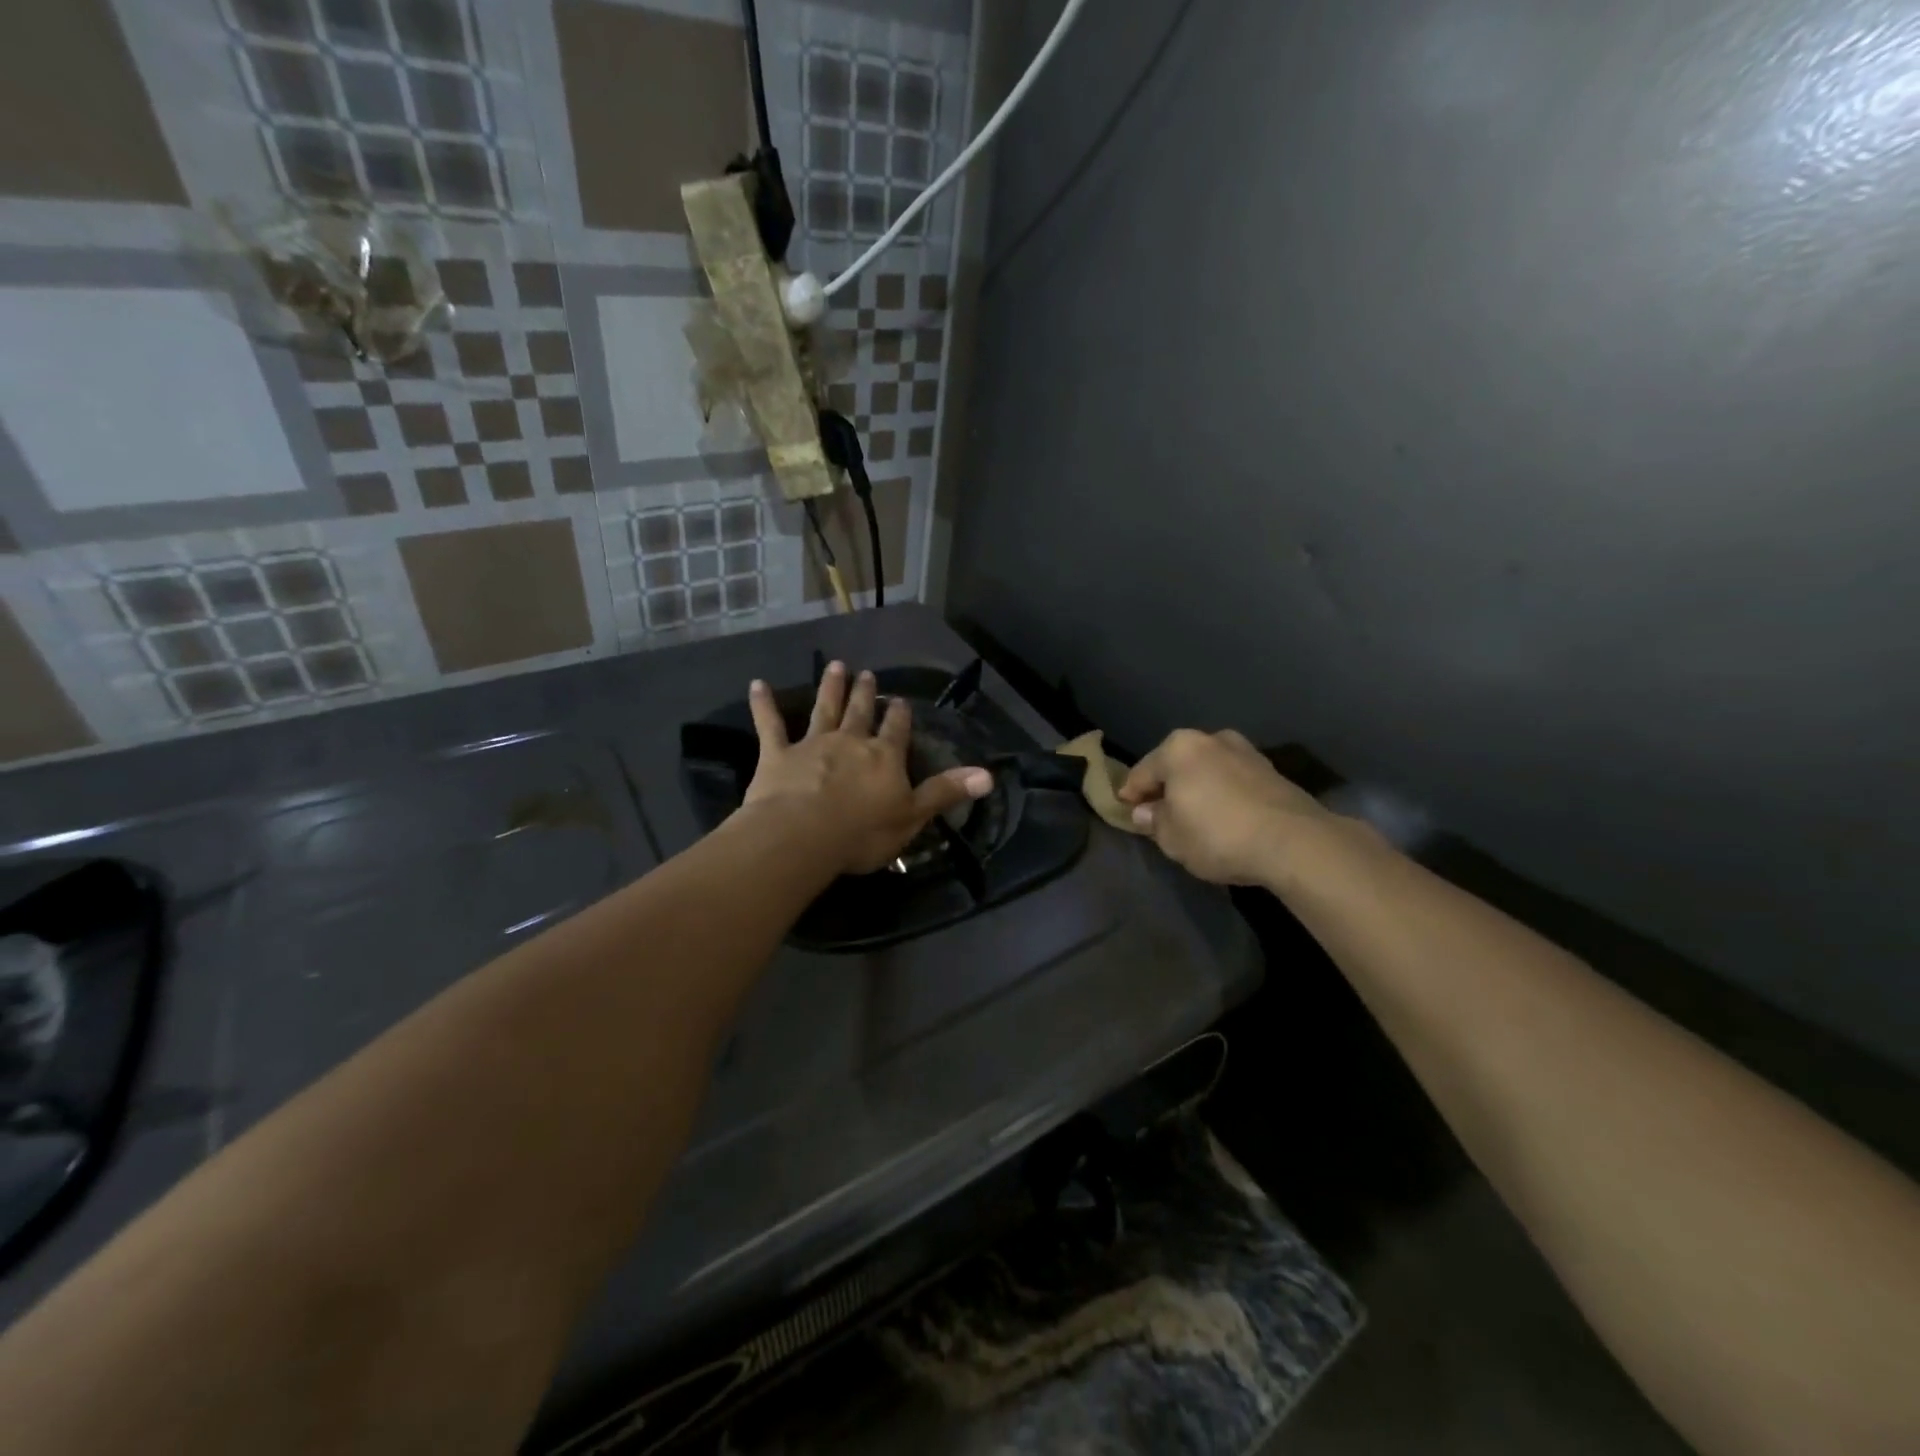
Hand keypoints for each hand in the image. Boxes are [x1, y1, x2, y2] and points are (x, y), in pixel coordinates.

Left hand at [743, 662, 992, 874]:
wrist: (803, 836)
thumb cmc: (862, 832)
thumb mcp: (913, 816)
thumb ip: (946, 792)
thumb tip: (989, 775)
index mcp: (884, 757)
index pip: (896, 730)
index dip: (899, 716)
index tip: (900, 701)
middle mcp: (850, 742)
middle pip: (860, 712)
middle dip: (865, 694)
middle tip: (866, 674)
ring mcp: (812, 745)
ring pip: (823, 709)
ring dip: (830, 688)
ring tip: (835, 666)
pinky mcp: (777, 755)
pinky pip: (769, 725)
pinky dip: (763, 705)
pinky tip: (757, 684)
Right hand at [1117, 729, 1339, 886]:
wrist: (1294, 842)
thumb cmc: (1218, 835)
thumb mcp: (1171, 837)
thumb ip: (1154, 820)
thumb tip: (1145, 811)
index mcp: (1178, 748)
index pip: (1142, 772)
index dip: (1130, 794)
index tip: (1126, 811)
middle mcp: (1211, 739)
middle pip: (1177, 765)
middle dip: (1167, 787)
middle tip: (1159, 814)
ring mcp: (1245, 752)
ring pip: (1207, 771)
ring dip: (1197, 789)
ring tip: (1194, 816)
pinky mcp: (1272, 771)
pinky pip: (1233, 781)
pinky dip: (1223, 795)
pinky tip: (1223, 817)